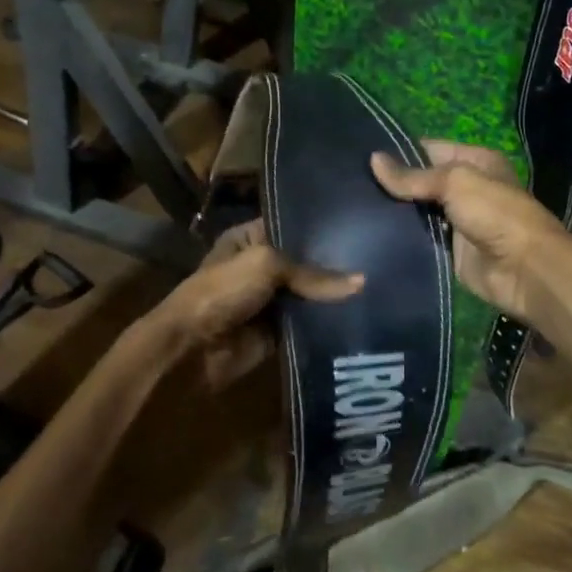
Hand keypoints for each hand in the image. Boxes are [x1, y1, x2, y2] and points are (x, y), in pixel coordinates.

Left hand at [150, 221, 362, 387]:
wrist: (192, 348)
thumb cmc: (223, 291)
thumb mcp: (266, 266)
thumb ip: (312, 274)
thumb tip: (361, 283)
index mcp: (249, 239)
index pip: (291, 225)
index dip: (321, 226)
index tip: (360, 222)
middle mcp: (260, 266)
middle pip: (304, 262)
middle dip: (334, 262)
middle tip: (379, 256)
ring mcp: (269, 300)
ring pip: (308, 294)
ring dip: (333, 295)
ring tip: (380, 284)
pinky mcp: (277, 331)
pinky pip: (307, 323)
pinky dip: (326, 322)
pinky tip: (361, 315)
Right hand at [370, 142, 571, 325]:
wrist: (524, 269)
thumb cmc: (495, 213)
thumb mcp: (455, 182)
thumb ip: (413, 176)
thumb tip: (373, 160)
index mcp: (474, 161)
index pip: (427, 149)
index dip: (397, 151)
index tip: (359, 155)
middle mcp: (465, 187)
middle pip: (420, 181)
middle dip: (391, 183)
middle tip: (349, 183)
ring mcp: (455, 220)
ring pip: (416, 211)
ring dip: (392, 212)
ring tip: (351, 206)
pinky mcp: (448, 250)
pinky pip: (418, 239)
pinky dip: (399, 237)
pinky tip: (369, 232)